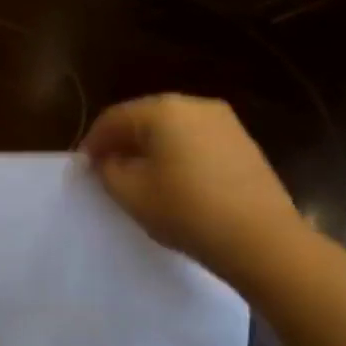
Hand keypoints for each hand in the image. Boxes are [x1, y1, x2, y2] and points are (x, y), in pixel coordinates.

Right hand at [81, 94, 308, 289]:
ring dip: (151, 148)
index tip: (84, 167)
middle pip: (144, 118)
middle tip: (107, 170)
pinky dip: (178, 154)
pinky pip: (196, 140)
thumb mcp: (130, 193)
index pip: (113, 118)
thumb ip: (107, 169)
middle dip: (122, 142)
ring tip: (139, 178)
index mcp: (163, 110)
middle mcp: (194, 105)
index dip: (93, 142)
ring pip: (172, 129)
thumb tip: (106, 159)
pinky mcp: (243, 143)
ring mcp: (224, 122)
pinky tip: (174, 181)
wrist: (262, 240)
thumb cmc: (186, 211)